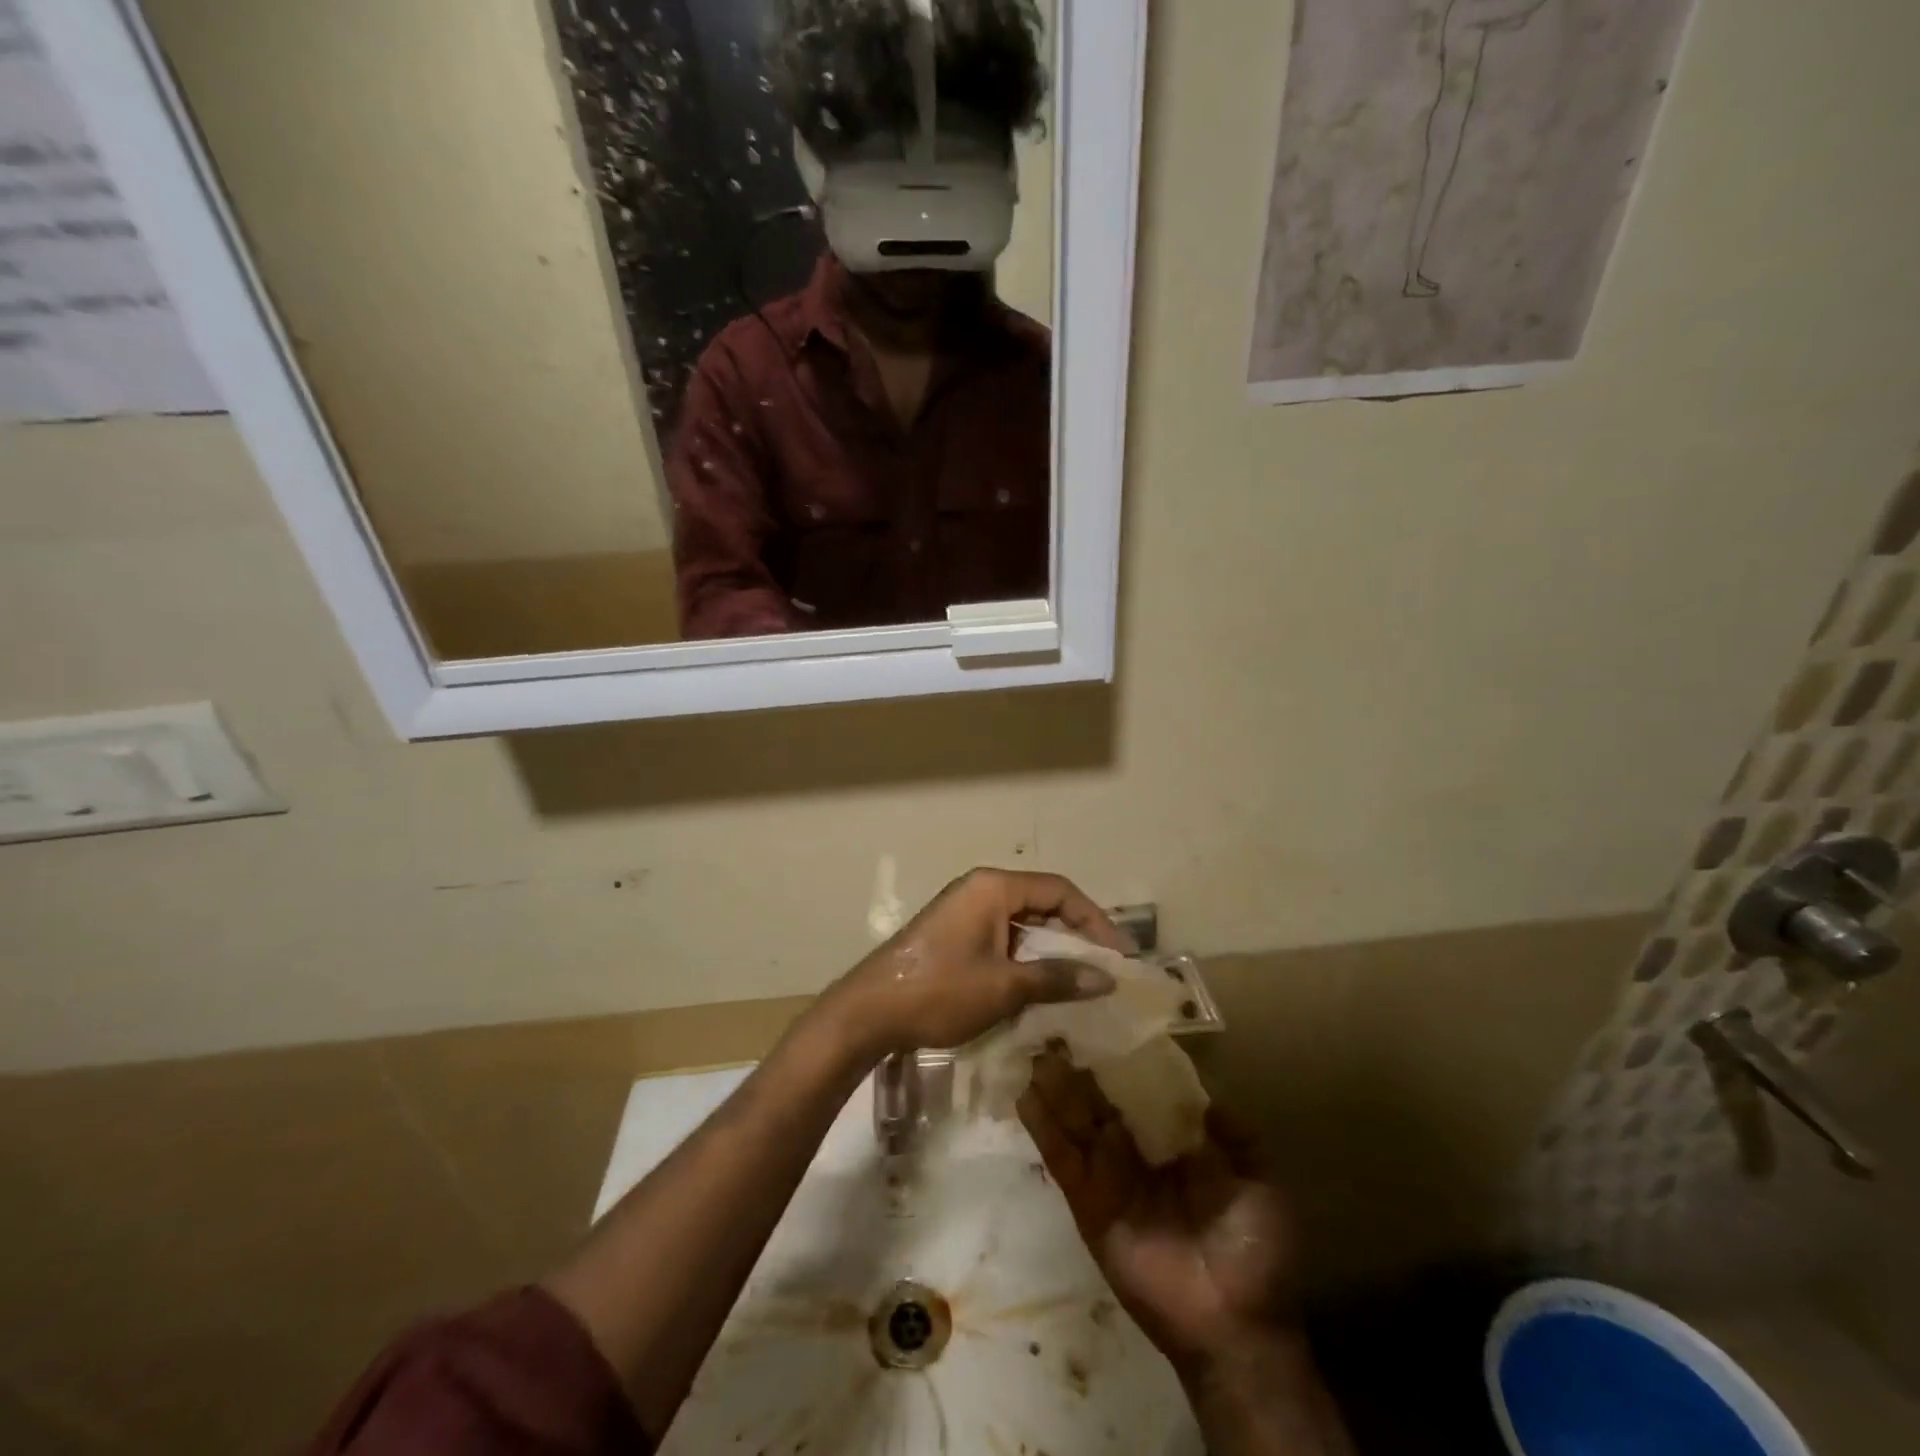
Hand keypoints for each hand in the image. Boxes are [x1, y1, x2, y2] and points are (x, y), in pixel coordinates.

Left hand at [827, 868, 1129, 1057]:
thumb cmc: (940, 991)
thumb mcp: (1005, 987)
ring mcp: (963, 912)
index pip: (1059, 890)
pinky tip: (1038, 988)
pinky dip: (1025, 959)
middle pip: (1041, 903)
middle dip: (1075, 935)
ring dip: (1050, 950)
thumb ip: (1057, 978)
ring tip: (1078, 983)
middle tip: (1104, 970)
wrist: (869, 1011)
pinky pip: (1001, 938)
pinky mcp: (953, 935)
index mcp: (993, 887)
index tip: (1120, 954)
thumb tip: (1106, 978)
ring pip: (1022, 924)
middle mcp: (980, 890)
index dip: (1095, 920)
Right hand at [1018, 1053, 1299, 1380]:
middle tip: (1053, 1029)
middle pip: (1099, 1103)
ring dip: (1054, 1089)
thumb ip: (1239, 1139)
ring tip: (1033, 1051)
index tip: (1101, 1026)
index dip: (1120, 1063)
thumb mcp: (1260, 1184)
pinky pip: (1063, 1160)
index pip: (1140, 1095)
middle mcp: (1135, 1156)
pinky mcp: (1088, 1204)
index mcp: (1172, 1147)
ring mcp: (1107, 1179)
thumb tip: (1210, 1098)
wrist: (1236, 1327)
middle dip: (1077, 1069)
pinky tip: (1027, 1096)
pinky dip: (1044, 1128)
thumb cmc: (1255, 1252)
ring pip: (1075, 1123)